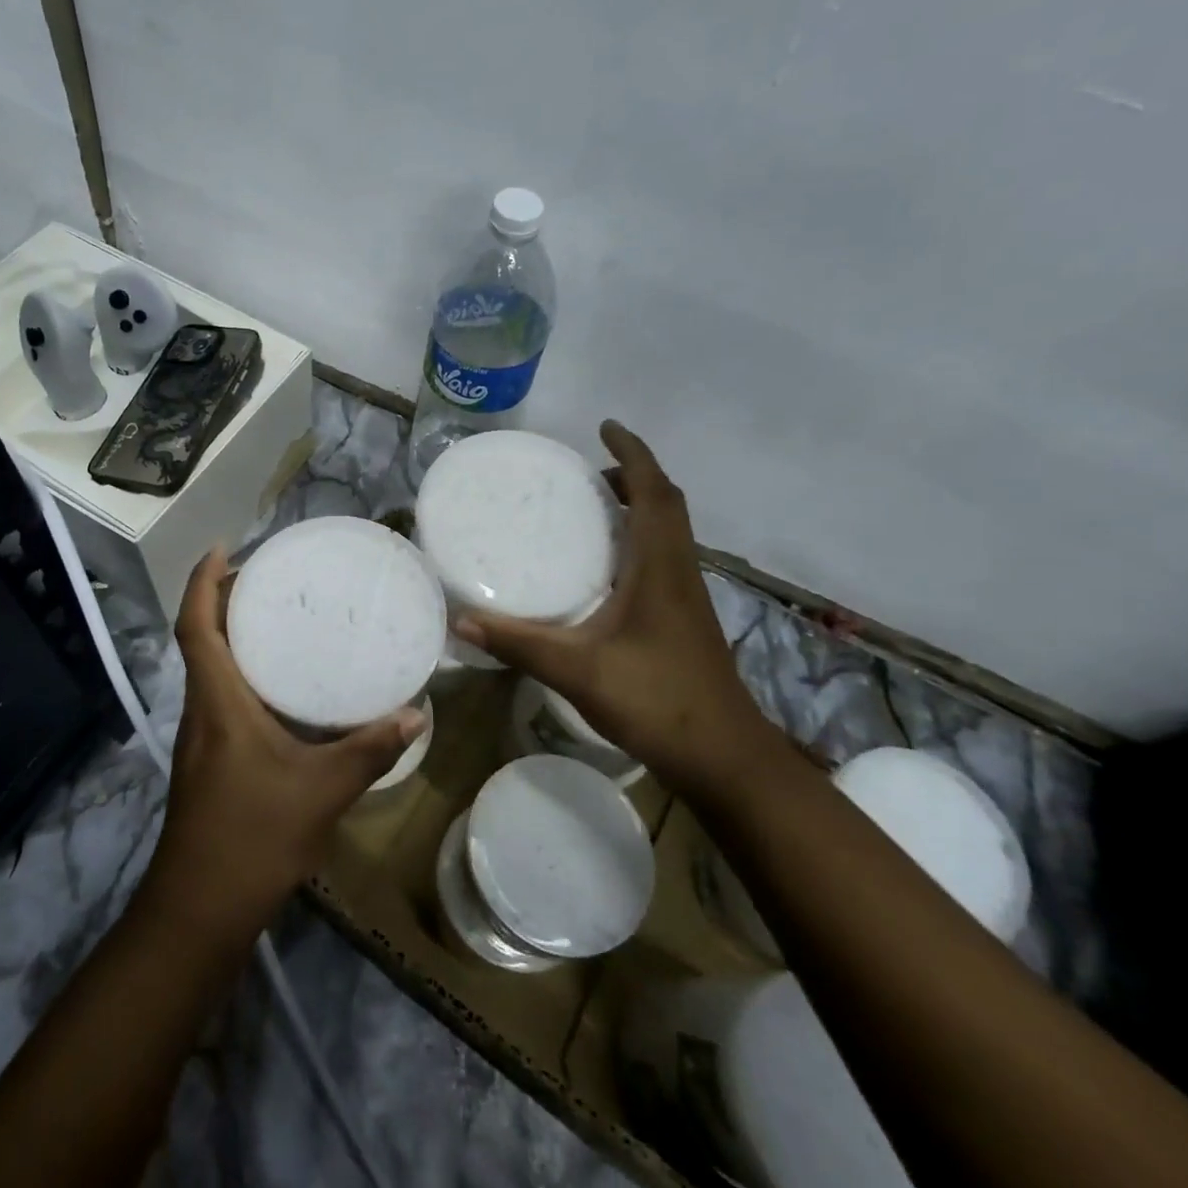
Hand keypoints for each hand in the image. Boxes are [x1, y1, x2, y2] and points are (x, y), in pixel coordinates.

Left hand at [143, 548, 428, 929]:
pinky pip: (221, 694)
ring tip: (278, 616)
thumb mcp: (322, 790)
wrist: (199, 910)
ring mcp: (201, 736)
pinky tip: (282, 685)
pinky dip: (243, 671)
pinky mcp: (210, 758)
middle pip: (200, 637)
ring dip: (231, 634)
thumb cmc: (252, 838)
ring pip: (209, 667)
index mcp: (217, 701)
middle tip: (268, 575)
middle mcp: (202, 709)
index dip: (202, 581)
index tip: (223, 548)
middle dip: (223, 598)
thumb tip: (417, 714)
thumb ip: (370, 749)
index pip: (195, 625)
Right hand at [452, 420, 769, 793]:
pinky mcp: (685, 620)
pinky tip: (606, 567)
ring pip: (669, 531)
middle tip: (588, 470)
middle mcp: (679, 572)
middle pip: (666, 505)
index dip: (633, 454)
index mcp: (660, 568)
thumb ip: (519, 644)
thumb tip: (461, 620)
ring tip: (594, 505)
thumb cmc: (658, 702)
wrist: (726, 760)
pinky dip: (639, 540)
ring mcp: (687, 598)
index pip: (654, 493)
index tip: (606, 427)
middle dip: (633, 476)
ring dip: (640, 506)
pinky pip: (664, 558)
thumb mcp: (578, 671)